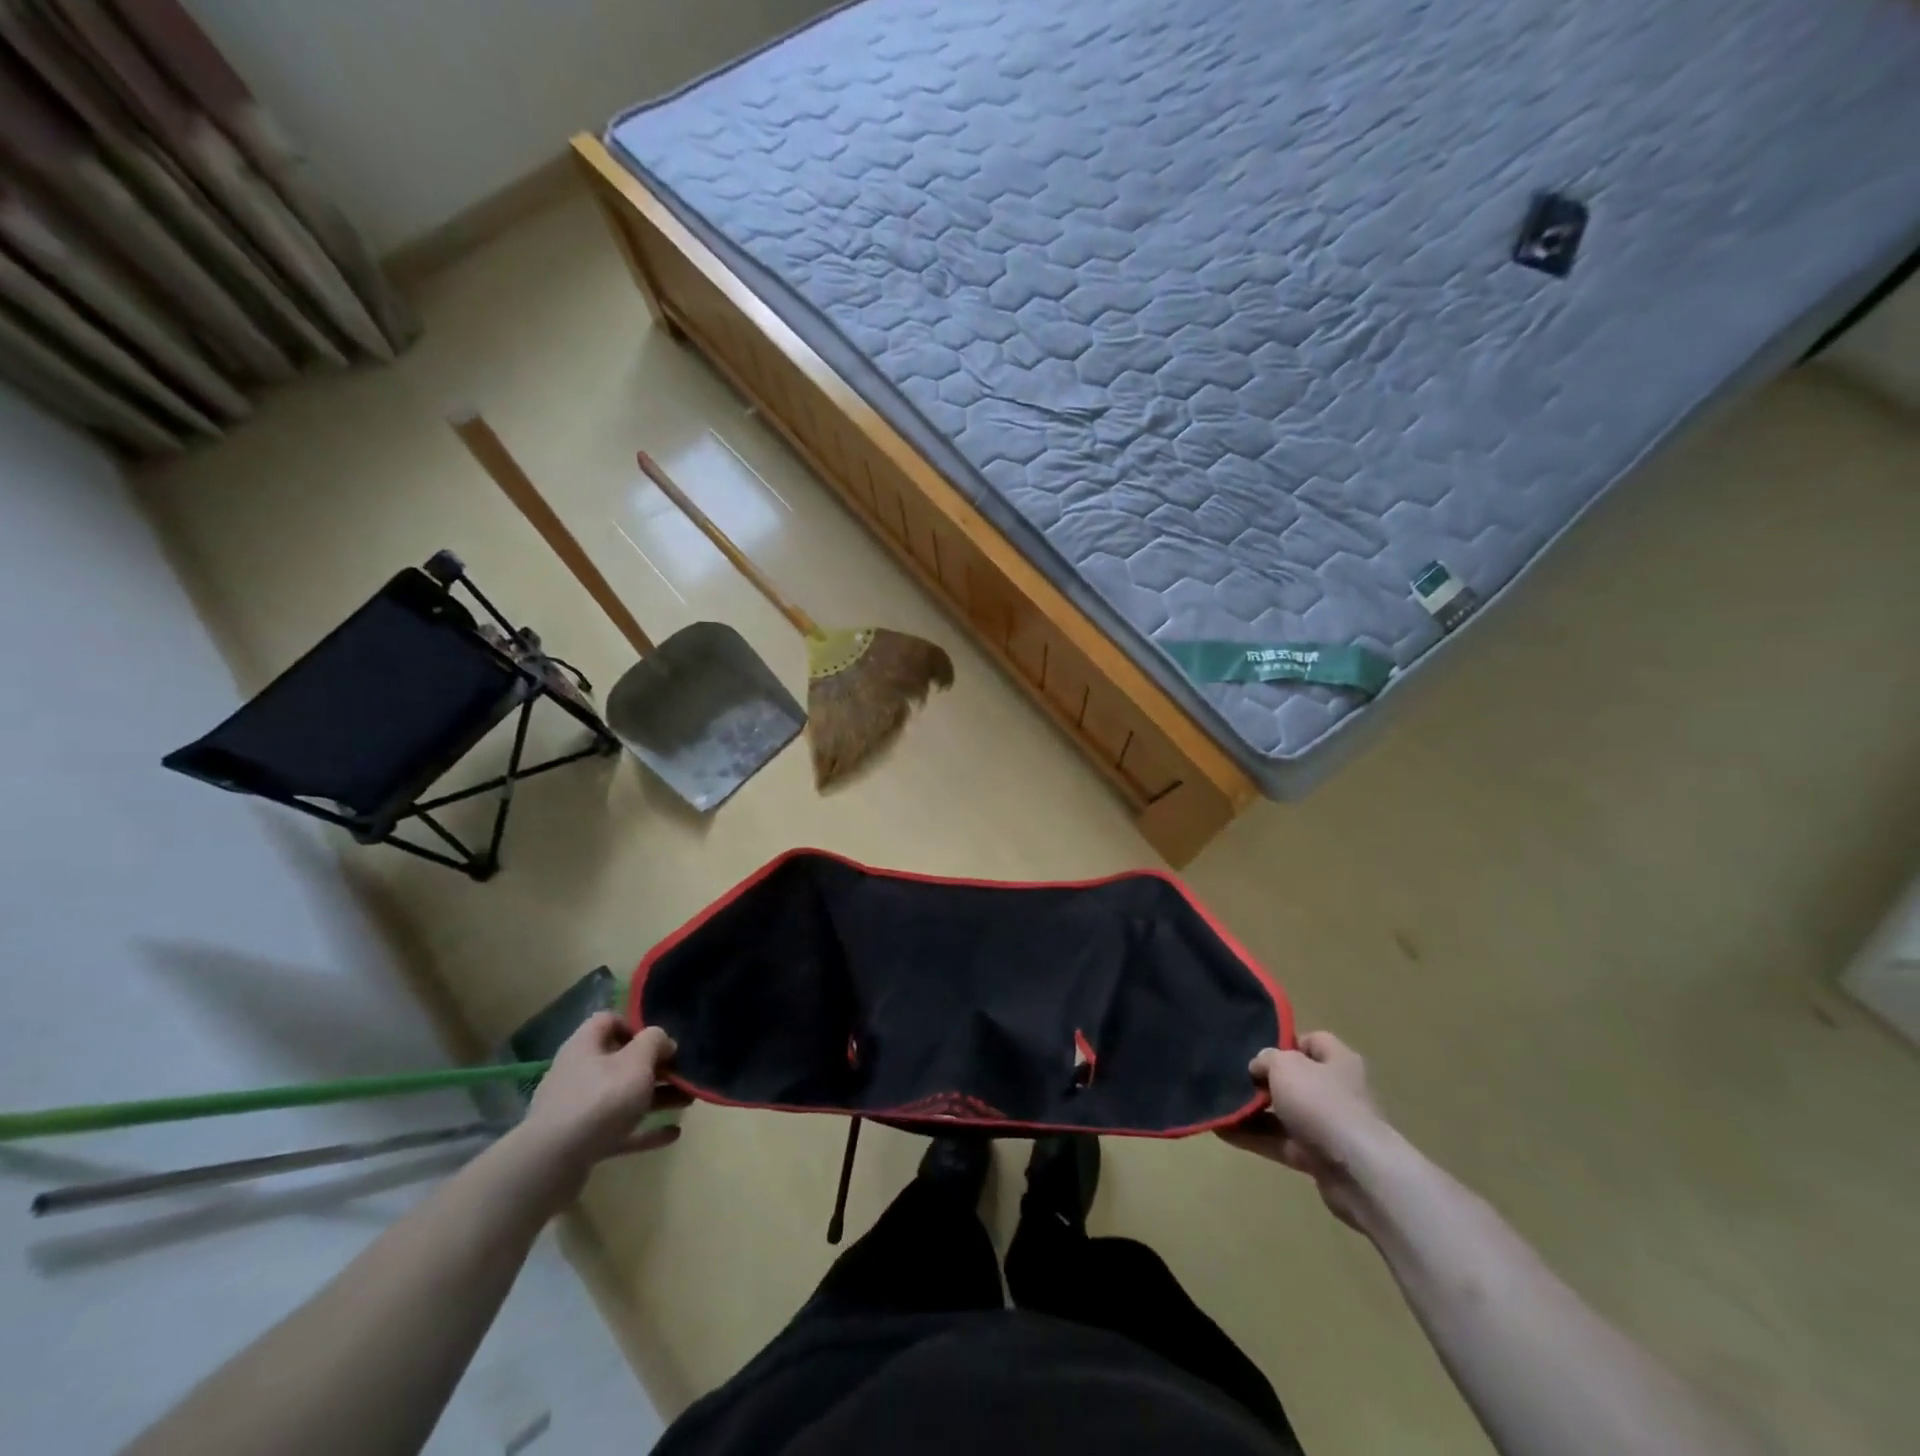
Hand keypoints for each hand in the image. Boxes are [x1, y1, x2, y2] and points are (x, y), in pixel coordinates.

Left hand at [510, 1014, 682, 1206]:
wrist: (553, 1163)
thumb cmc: (600, 1099)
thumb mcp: (637, 1061)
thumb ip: (655, 1042)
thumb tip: (664, 1042)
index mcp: (585, 1046)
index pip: (608, 1021)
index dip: (635, 1025)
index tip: (660, 1040)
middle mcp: (578, 1073)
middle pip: (620, 1062)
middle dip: (654, 1067)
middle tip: (683, 1073)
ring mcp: (578, 1110)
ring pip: (623, 1097)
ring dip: (656, 1097)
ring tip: (687, 1102)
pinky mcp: (582, 1142)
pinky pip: (620, 1130)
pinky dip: (645, 1129)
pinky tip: (673, 1133)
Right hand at [1218, 1031, 1393, 1229]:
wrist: (1359, 1172)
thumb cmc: (1322, 1103)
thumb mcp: (1285, 1066)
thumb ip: (1267, 1059)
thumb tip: (1259, 1067)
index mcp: (1338, 1061)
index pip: (1312, 1041)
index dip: (1284, 1042)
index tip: (1256, 1049)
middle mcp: (1337, 1091)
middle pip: (1295, 1079)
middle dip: (1264, 1081)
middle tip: (1233, 1078)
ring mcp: (1329, 1126)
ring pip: (1284, 1113)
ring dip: (1254, 1112)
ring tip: (1220, 1106)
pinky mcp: (1319, 1158)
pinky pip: (1280, 1142)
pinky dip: (1254, 1137)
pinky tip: (1223, 1131)